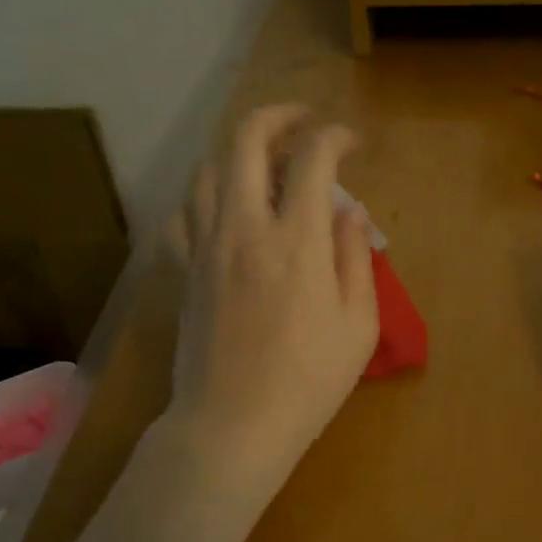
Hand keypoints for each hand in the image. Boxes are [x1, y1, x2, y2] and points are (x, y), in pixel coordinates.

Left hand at [166, 105, 378, 499]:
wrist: (232, 425)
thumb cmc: (308, 382)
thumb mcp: (358, 325)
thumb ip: (355, 259)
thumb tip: (349, 212)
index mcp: (297, 241)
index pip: (312, 158)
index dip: (335, 137)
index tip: (351, 144)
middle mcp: (245, 227)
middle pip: (247, 140)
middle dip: (279, 116)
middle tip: (304, 124)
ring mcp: (206, 246)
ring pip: (209, 168)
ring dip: (240, 151)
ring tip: (266, 162)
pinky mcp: (184, 270)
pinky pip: (184, 213)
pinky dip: (206, 196)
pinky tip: (224, 209)